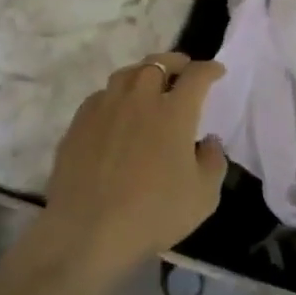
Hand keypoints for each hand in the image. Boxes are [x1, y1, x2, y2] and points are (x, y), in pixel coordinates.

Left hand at [30, 54, 227, 282]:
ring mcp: (106, 108)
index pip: (196, 76)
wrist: (87, 232)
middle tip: (182, 70)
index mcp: (174, 111)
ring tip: (148, 84)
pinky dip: (115, 96)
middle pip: (158, 63)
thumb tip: (209, 142)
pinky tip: (116, 111)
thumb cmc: (152, 214)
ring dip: (143, 73)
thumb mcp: (203, 197)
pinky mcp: (79, 123)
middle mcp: (140, 99)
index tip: (216, 72)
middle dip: (175, 62)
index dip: (209, 70)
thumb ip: (214, 162)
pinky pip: (101, 96)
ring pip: (126, 74)